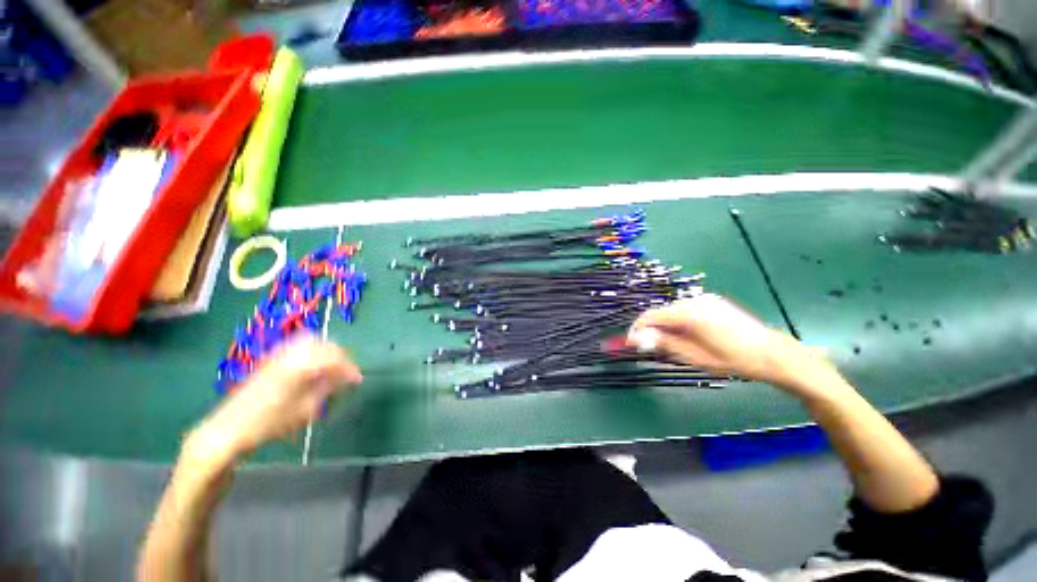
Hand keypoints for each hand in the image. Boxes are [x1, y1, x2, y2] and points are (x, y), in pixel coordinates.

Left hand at [185, 335, 362, 465]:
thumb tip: (349, 377)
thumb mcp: (305, 410)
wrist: (228, 429)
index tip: (358, 380)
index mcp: (300, 366)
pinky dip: (312, 351)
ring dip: (326, 351)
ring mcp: (278, 354)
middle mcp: (290, 354)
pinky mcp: (270, 359)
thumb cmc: (269, 423)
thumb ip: (329, 388)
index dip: (350, 367)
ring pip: (311, 341)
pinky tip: (312, 367)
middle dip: (340, 356)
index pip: (334, 357)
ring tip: (331, 368)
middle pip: (324, 344)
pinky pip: (298, 346)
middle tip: (345, 373)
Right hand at [626, 293, 841, 397]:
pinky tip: (689, 337)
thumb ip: (664, 343)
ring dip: (667, 327)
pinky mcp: (712, 302)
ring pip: (672, 312)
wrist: (773, 354)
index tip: (631, 344)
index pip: (650, 316)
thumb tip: (637, 338)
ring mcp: (704, 299)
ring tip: (675, 347)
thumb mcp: (695, 357)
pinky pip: (685, 310)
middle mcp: (694, 301)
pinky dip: (679, 323)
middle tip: (655, 350)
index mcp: (689, 313)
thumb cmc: (733, 360)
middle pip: (661, 313)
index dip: (637, 330)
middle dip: (653, 330)